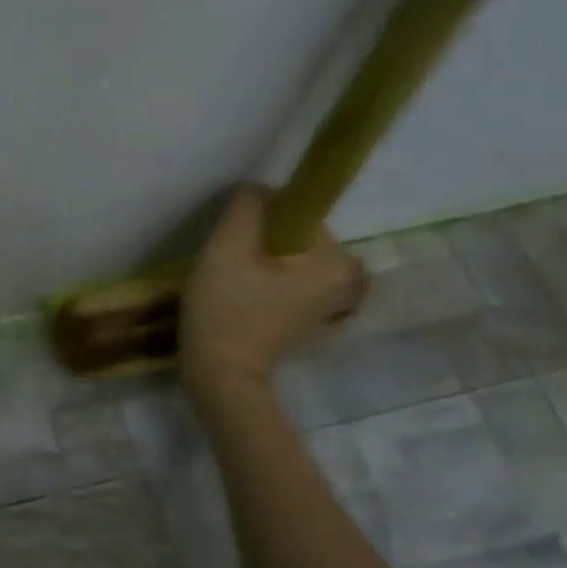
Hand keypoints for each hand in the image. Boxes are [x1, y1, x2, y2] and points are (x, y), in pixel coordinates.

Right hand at [180, 184, 366, 397]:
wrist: (220, 375)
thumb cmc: (225, 310)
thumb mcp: (227, 247)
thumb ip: (247, 207)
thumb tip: (259, 192)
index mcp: (336, 261)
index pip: (299, 214)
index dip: (262, 220)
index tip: (236, 242)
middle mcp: (346, 282)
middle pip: (296, 237)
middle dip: (262, 242)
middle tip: (229, 264)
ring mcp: (330, 305)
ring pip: (290, 260)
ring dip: (261, 263)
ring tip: (232, 282)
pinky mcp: (311, 321)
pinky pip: (290, 283)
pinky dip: (267, 283)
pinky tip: (242, 299)